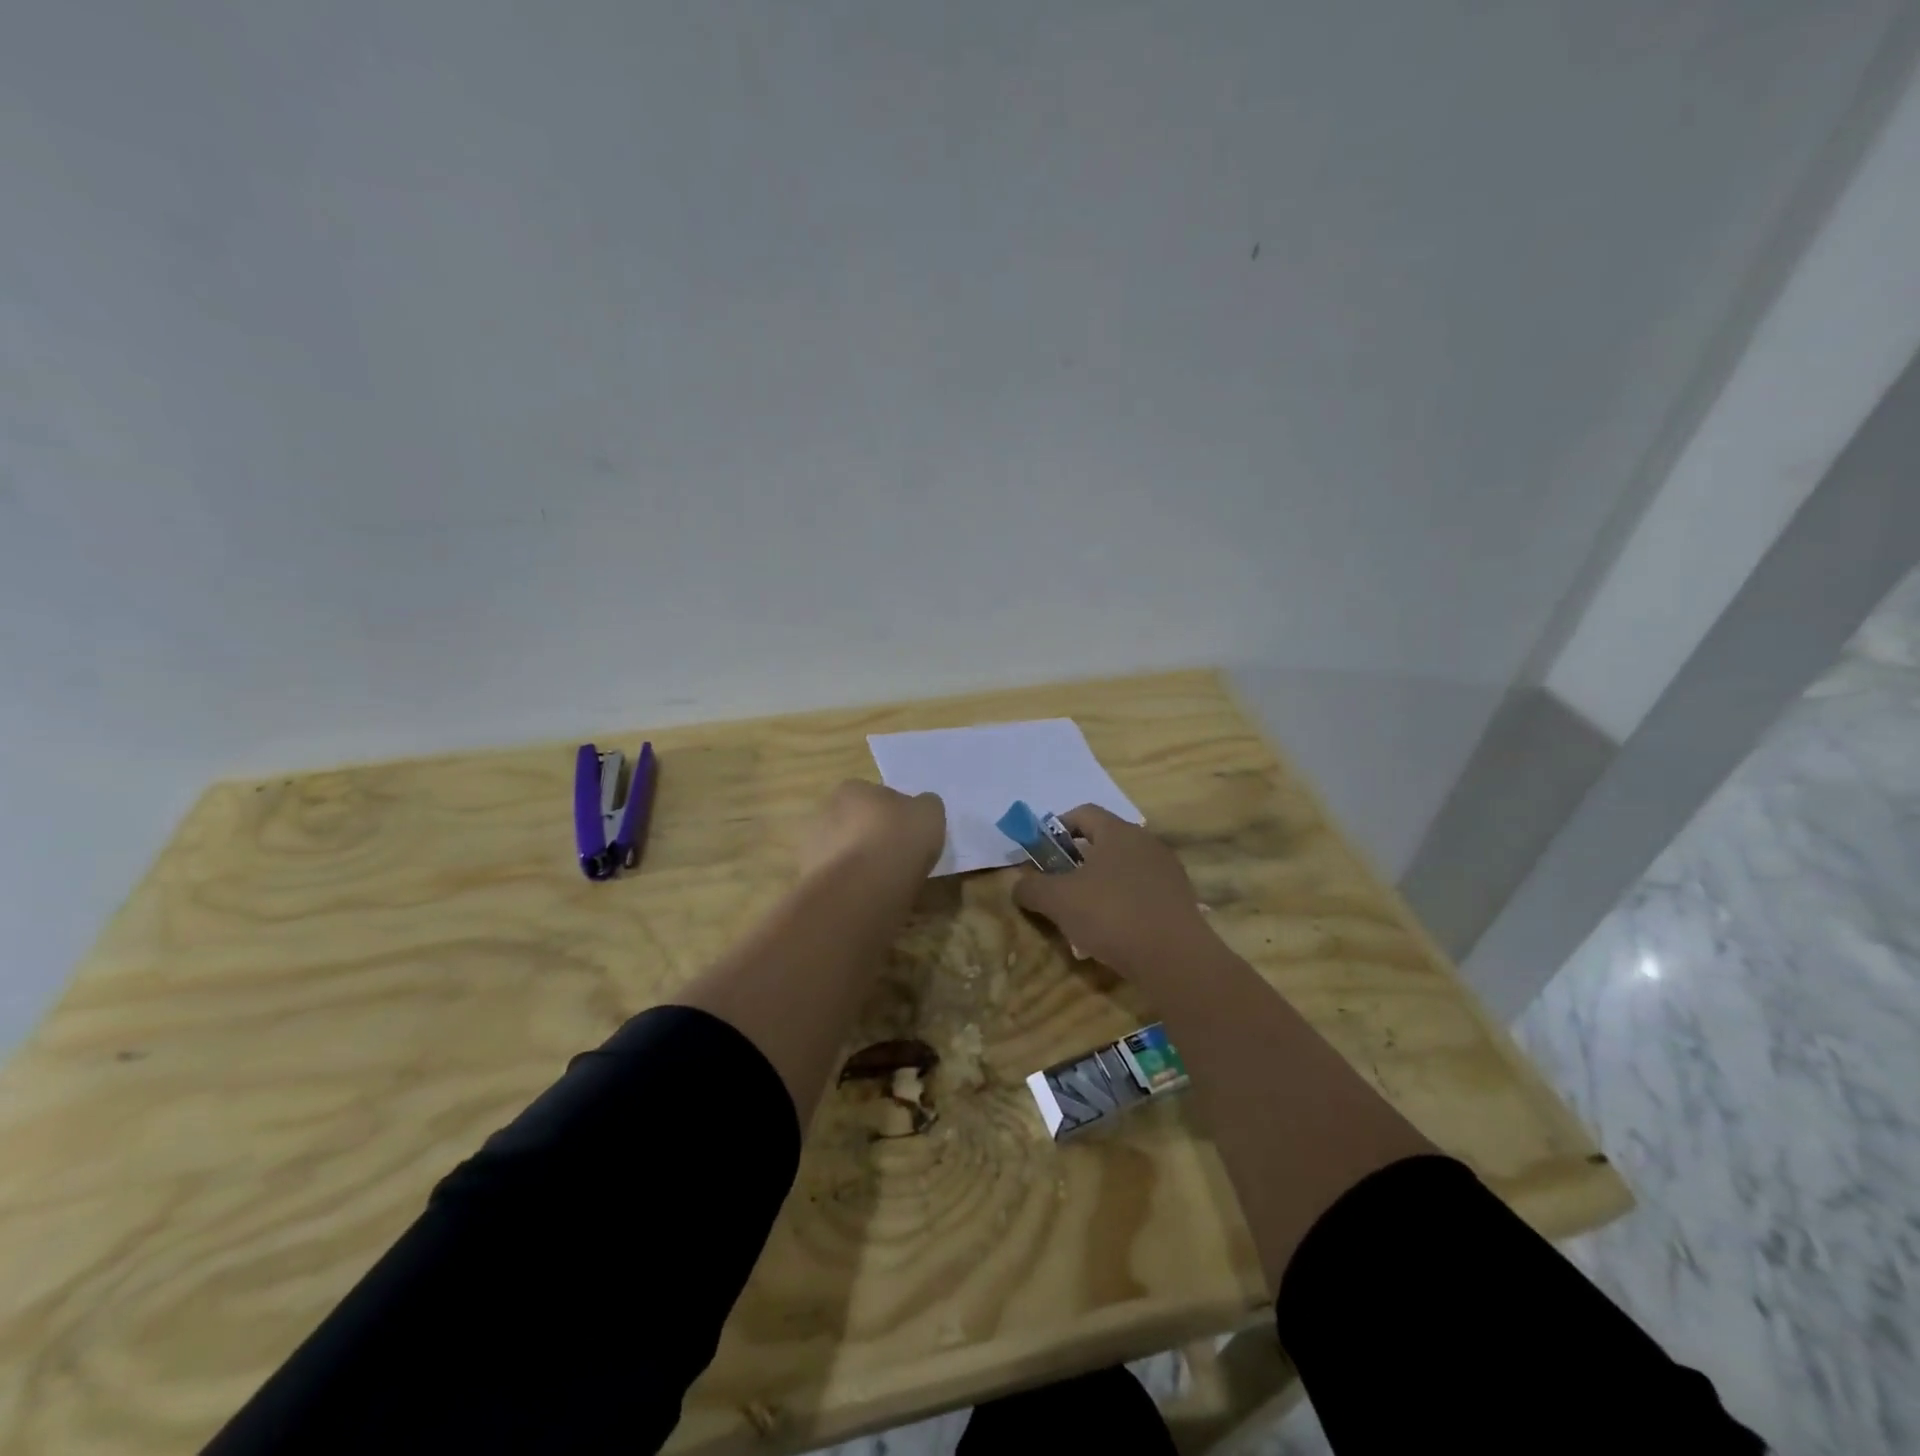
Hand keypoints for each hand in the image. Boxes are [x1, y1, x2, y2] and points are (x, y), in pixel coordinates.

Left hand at [798, 780, 945, 882]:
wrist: (864, 888)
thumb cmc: (899, 839)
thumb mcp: (930, 812)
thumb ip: (924, 806)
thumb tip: (918, 809)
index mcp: (852, 788)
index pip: (874, 795)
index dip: (892, 813)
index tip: (907, 832)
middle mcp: (824, 811)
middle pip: (853, 822)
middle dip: (869, 836)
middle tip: (894, 856)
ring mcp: (811, 846)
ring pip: (841, 851)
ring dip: (856, 861)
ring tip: (882, 881)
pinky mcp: (808, 879)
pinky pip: (835, 878)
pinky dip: (848, 885)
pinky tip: (866, 896)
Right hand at [1011, 805, 1209, 973]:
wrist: (1175, 957)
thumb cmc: (1111, 915)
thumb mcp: (1058, 900)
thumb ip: (1031, 888)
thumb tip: (1018, 885)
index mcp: (1118, 831)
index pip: (1083, 813)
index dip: (1057, 828)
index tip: (1042, 853)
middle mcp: (1145, 842)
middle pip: (1102, 843)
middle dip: (1076, 864)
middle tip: (1058, 888)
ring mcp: (1166, 871)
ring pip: (1121, 871)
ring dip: (1097, 888)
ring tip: (1081, 920)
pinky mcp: (1179, 899)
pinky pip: (1140, 893)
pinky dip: (1121, 906)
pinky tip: (1111, 936)